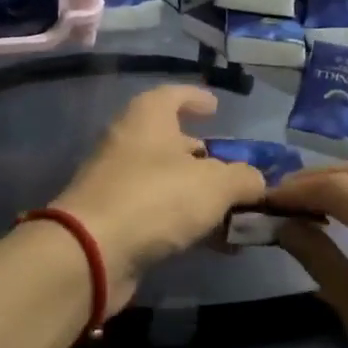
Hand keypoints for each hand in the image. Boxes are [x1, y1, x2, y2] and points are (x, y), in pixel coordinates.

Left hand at [52, 85, 265, 314]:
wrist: (91, 252)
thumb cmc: (156, 198)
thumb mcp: (216, 184)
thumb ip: (244, 178)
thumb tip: (257, 182)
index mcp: (148, 118)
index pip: (173, 95)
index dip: (196, 98)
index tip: (216, 108)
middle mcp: (128, 143)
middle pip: (170, 141)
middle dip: (201, 154)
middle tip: (230, 168)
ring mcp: (117, 183)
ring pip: (165, 181)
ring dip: (197, 194)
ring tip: (231, 211)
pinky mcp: (114, 221)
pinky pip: (158, 213)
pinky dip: (184, 223)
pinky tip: (212, 242)